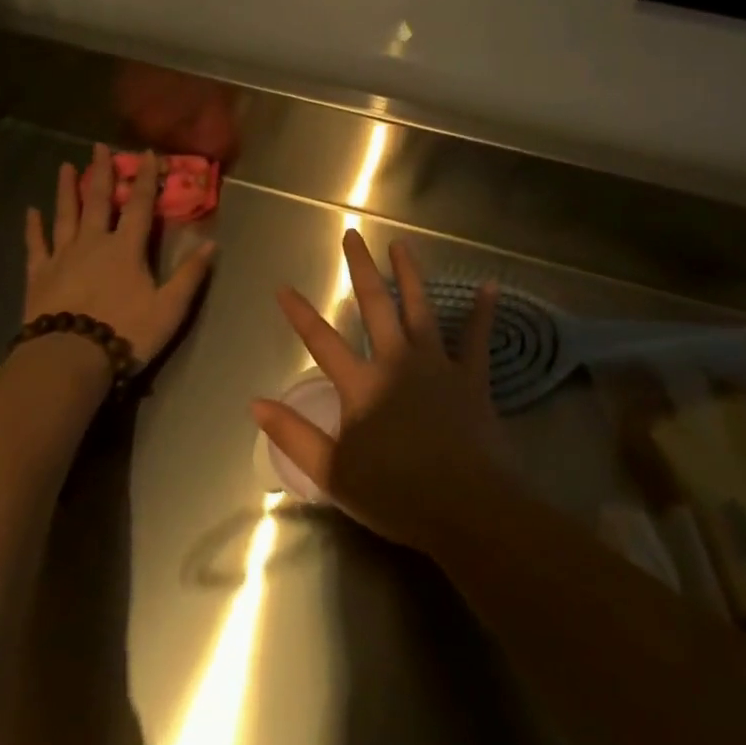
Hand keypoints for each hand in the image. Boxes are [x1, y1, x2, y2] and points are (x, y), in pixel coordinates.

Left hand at [23, 144, 216, 367]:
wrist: (70, 358)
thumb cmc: (125, 333)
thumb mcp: (169, 308)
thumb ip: (189, 275)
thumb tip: (212, 244)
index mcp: (126, 248)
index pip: (139, 205)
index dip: (144, 178)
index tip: (146, 153)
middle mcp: (93, 242)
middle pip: (97, 200)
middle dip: (101, 172)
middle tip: (98, 146)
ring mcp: (62, 256)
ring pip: (65, 215)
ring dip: (66, 189)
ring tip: (66, 166)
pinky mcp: (39, 274)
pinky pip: (36, 244)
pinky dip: (33, 227)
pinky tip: (30, 211)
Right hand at [253, 230, 508, 553]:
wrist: (466, 509)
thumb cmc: (396, 494)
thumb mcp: (333, 473)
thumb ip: (294, 435)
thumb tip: (256, 403)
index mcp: (361, 385)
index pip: (321, 341)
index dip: (300, 314)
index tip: (282, 287)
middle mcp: (396, 362)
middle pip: (375, 305)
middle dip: (360, 269)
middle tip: (352, 235)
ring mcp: (437, 365)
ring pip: (420, 308)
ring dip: (410, 273)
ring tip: (402, 243)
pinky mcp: (471, 378)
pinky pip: (477, 338)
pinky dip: (483, 311)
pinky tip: (490, 285)